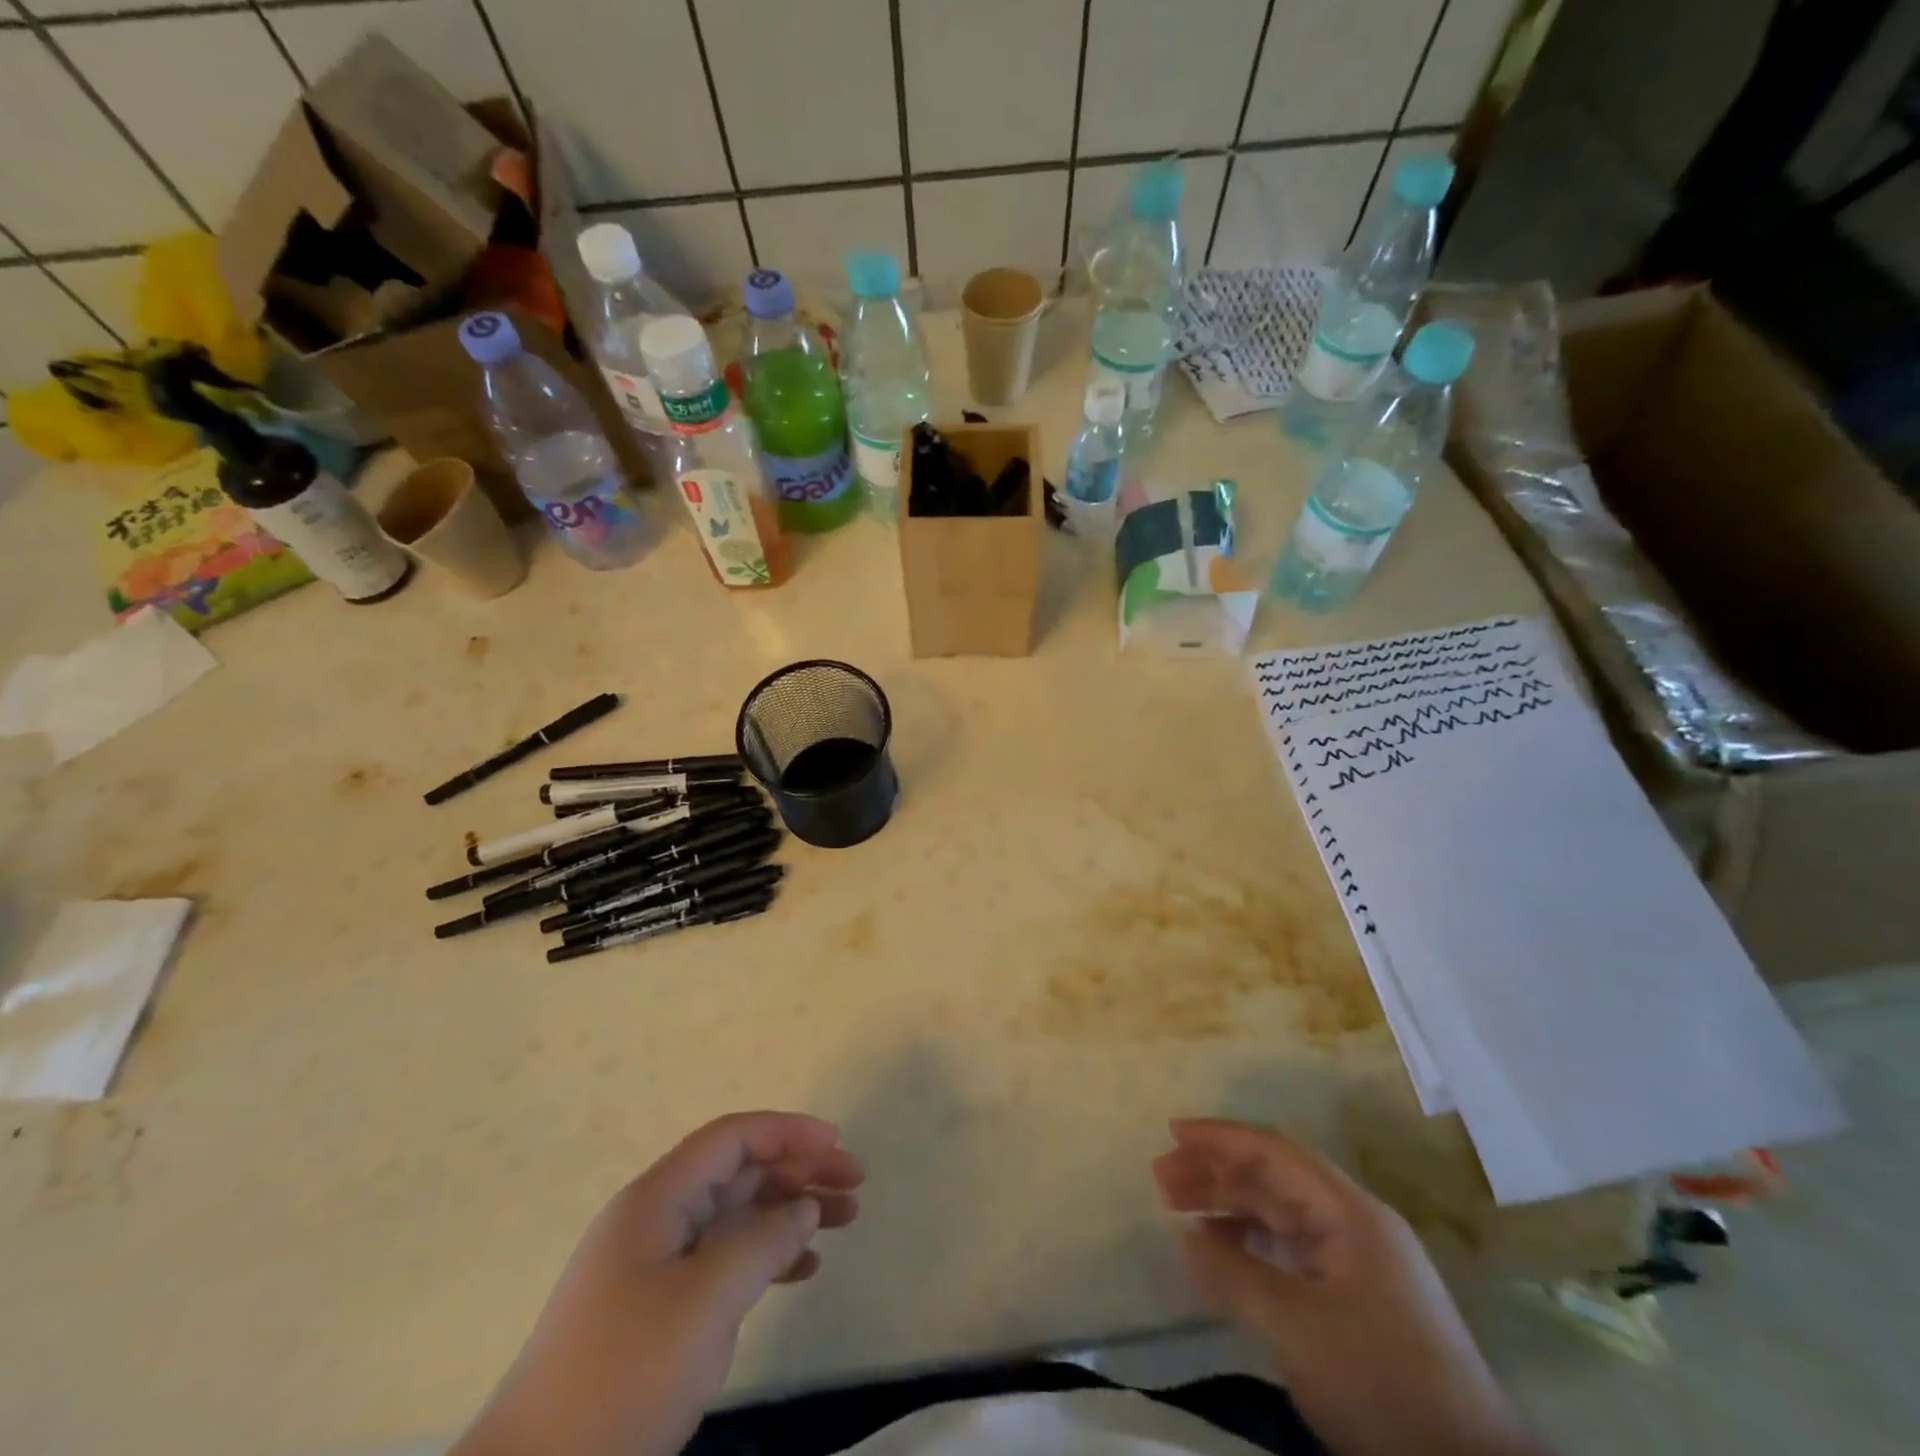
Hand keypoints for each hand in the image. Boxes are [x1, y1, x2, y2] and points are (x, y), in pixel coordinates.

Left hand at [456, 1112, 862, 1455]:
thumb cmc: (624, 1374)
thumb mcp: (705, 1302)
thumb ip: (763, 1242)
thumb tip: (805, 1207)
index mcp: (657, 1198)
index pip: (732, 1137)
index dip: (787, 1131)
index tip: (837, 1143)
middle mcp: (657, 1217)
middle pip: (739, 1172)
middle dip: (798, 1170)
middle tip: (855, 1183)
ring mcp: (655, 1265)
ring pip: (736, 1215)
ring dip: (790, 1211)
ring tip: (844, 1219)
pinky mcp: (657, 1309)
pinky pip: (724, 1260)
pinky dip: (766, 1255)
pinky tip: (803, 1269)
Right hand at [1153, 1119, 1541, 1455]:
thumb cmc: (1381, 1384)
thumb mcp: (1295, 1329)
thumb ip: (1234, 1275)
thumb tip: (1186, 1235)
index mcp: (1350, 1212)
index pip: (1274, 1151)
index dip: (1221, 1137)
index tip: (1173, 1132)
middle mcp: (1355, 1223)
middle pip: (1274, 1178)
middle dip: (1217, 1173)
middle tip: (1162, 1179)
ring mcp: (1359, 1262)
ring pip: (1281, 1214)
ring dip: (1230, 1207)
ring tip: (1179, 1210)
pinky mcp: (1358, 1299)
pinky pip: (1292, 1251)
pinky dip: (1251, 1244)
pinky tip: (1220, 1252)